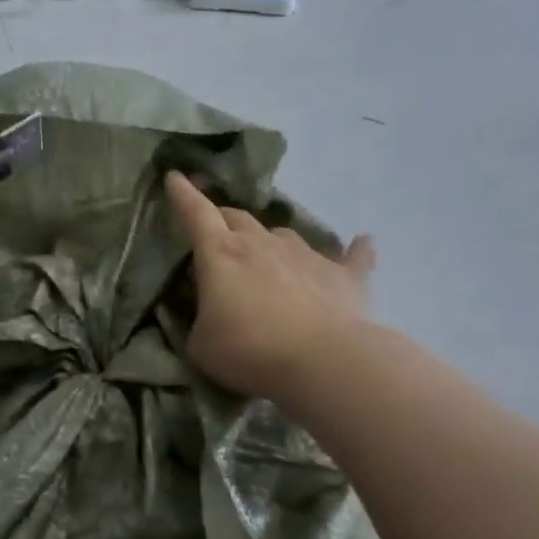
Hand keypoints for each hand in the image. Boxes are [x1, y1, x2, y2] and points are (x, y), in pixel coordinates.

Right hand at [165, 171, 375, 400]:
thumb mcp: (200, 343)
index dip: (183, 195)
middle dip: (223, 221)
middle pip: (238, 218)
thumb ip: (199, 319)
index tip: (175, 177)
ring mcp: (306, 255)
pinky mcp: (343, 275)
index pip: (196, 214)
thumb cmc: (249, 350)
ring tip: (269, 256)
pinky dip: (354, 250)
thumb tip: (210, 310)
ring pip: (283, 233)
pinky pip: (352, 256)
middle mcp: (262, 244)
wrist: (323, 361)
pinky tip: (363, 242)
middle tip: (217, 233)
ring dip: (271, 240)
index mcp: (221, 254)